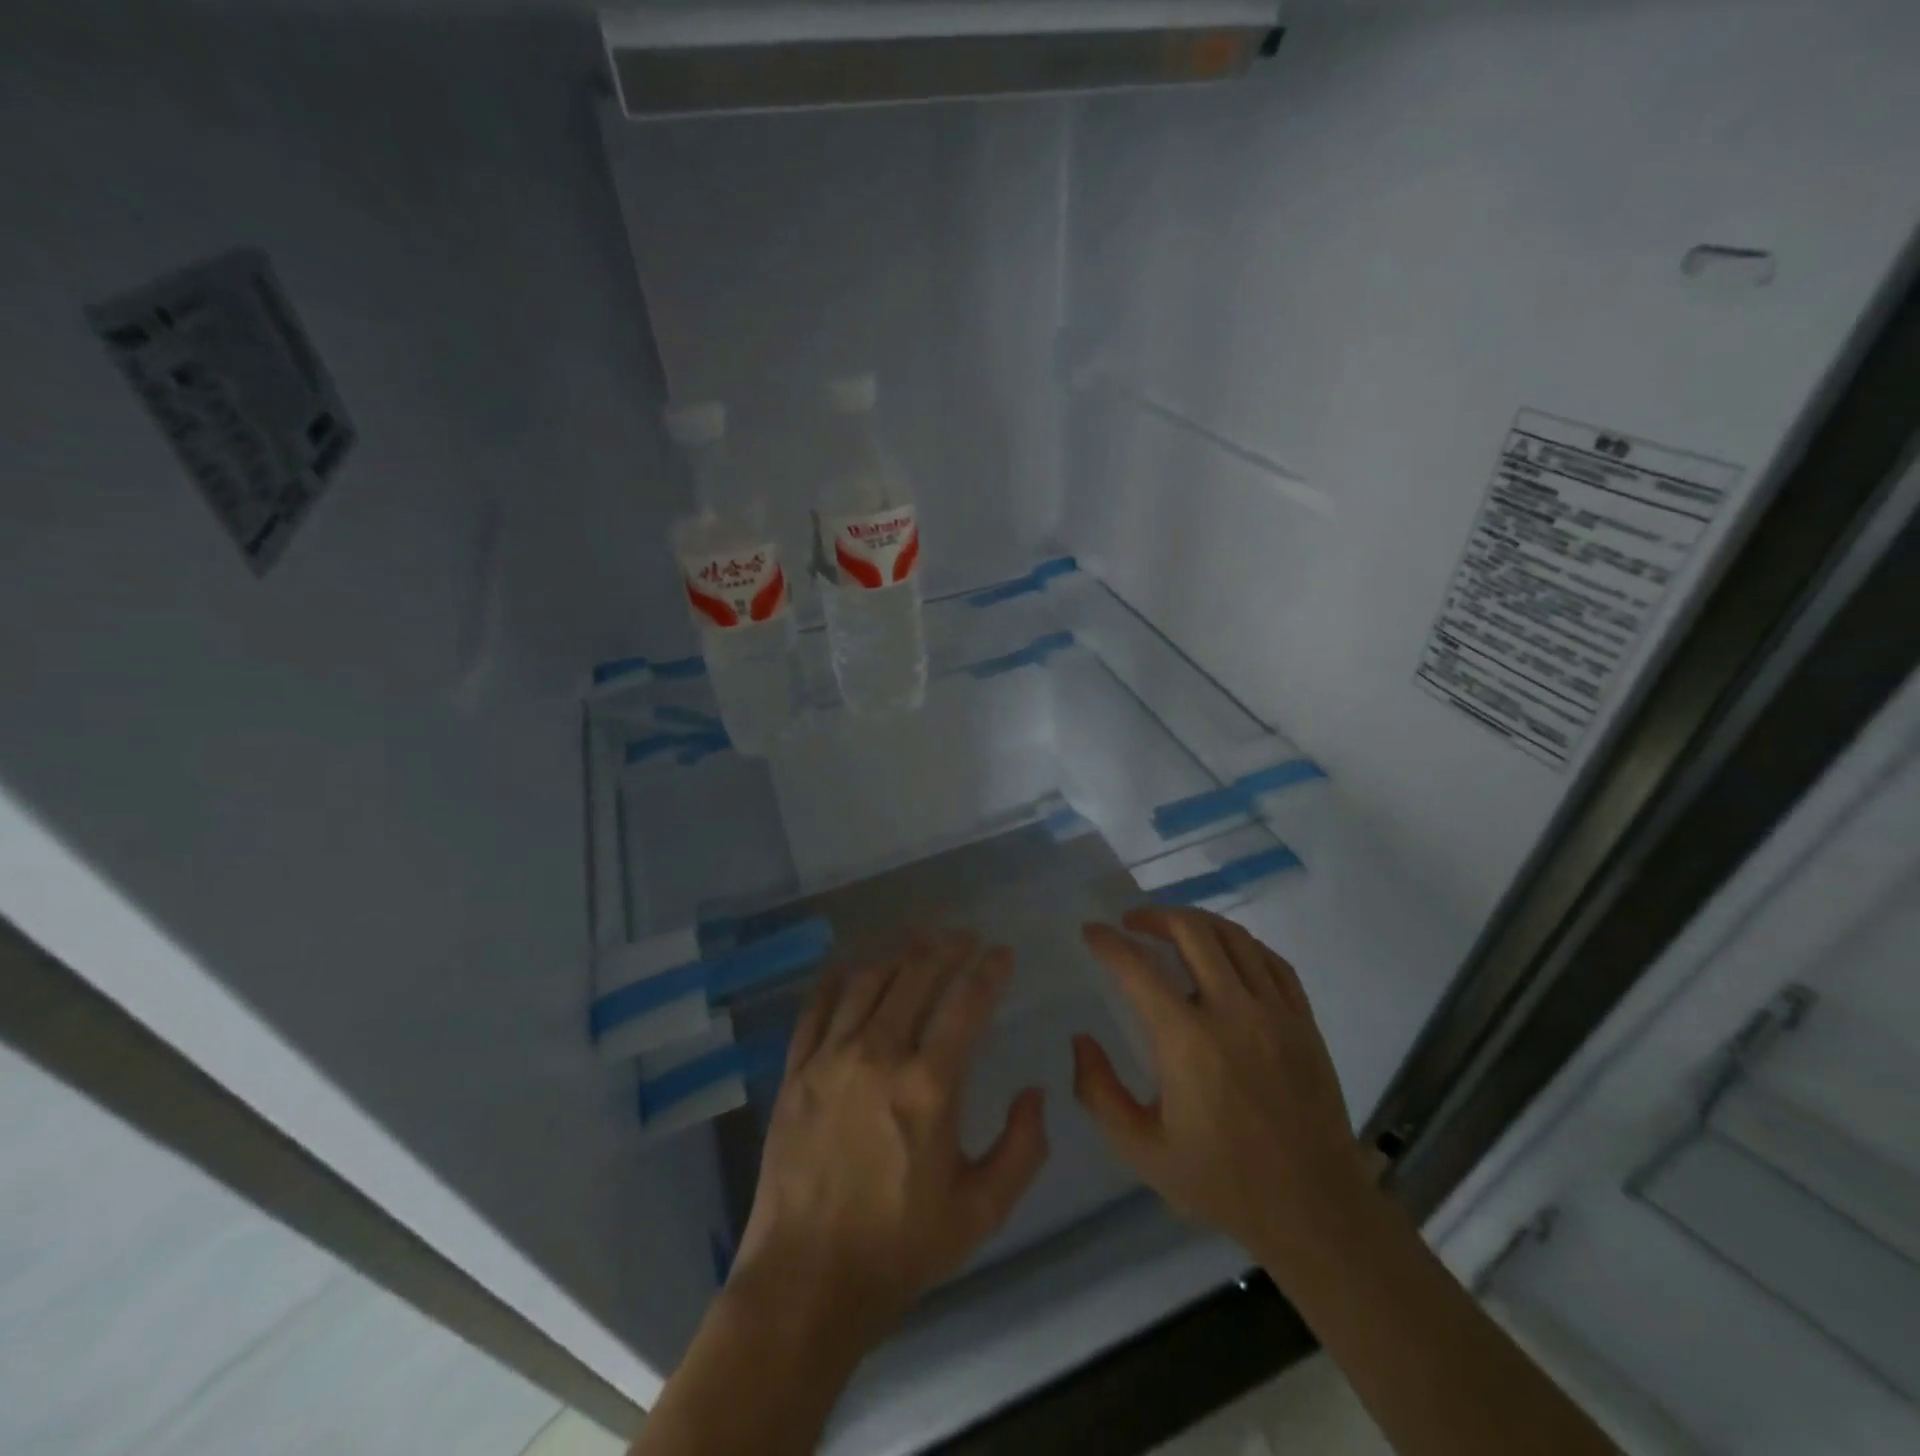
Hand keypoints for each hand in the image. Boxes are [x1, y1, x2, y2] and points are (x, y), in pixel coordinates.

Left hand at [730, 932, 1049, 1351]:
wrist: (804, 1282)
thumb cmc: (899, 1249)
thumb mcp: (981, 1212)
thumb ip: (1022, 1149)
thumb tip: (1035, 1093)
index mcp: (928, 1087)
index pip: (966, 1004)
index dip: (989, 971)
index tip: (1002, 953)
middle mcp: (877, 1055)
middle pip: (914, 976)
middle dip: (945, 948)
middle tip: (964, 937)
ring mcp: (829, 1059)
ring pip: (866, 982)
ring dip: (897, 954)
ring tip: (918, 942)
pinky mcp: (795, 1072)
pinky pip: (816, 1008)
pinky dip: (838, 981)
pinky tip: (851, 969)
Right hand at [1073, 907, 1370, 1278]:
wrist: (1315, 1211)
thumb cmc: (1222, 1182)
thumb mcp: (1142, 1151)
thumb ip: (1099, 1092)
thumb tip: (1080, 1039)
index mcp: (1189, 1043)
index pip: (1139, 969)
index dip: (1109, 943)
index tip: (1091, 931)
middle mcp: (1234, 1014)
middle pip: (1192, 933)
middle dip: (1154, 916)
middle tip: (1131, 923)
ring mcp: (1276, 1013)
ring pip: (1234, 937)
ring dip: (1196, 922)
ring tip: (1172, 928)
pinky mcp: (1305, 1021)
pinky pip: (1272, 960)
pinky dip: (1241, 944)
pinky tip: (1225, 952)